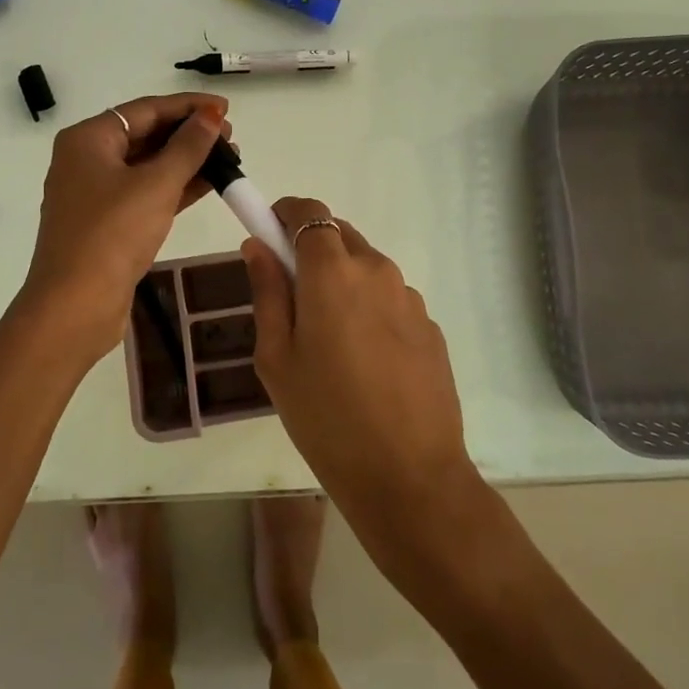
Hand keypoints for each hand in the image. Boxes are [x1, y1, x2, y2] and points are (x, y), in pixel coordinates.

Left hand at [21, 94, 230, 359]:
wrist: (75, 306)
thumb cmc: (112, 235)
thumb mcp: (155, 185)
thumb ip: (188, 147)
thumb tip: (212, 115)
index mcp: (87, 139)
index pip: (144, 110)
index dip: (187, 106)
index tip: (225, 107)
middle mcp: (86, 160)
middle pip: (144, 135)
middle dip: (188, 135)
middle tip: (231, 137)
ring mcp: (95, 194)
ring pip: (147, 166)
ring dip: (186, 162)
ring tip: (229, 159)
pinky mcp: (107, 224)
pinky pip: (145, 193)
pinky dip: (174, 188)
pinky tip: (209, 185)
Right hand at [242, 198, 483, 546]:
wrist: (409, 477)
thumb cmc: (325, 417)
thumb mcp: (276, 357)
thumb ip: (267, 292)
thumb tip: (258, 246)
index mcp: (333, 272)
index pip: (309, 211)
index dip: (286, 214)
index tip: (269, 235)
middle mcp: (377, 271)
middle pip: (340, 235)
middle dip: (312, 250)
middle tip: (292, 298)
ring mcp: (410, 299)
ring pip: (367, 268)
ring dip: (343, 282)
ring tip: (330, 342)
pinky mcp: (431, 327)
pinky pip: (390, 299)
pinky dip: (369, 309)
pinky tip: (365, 362)